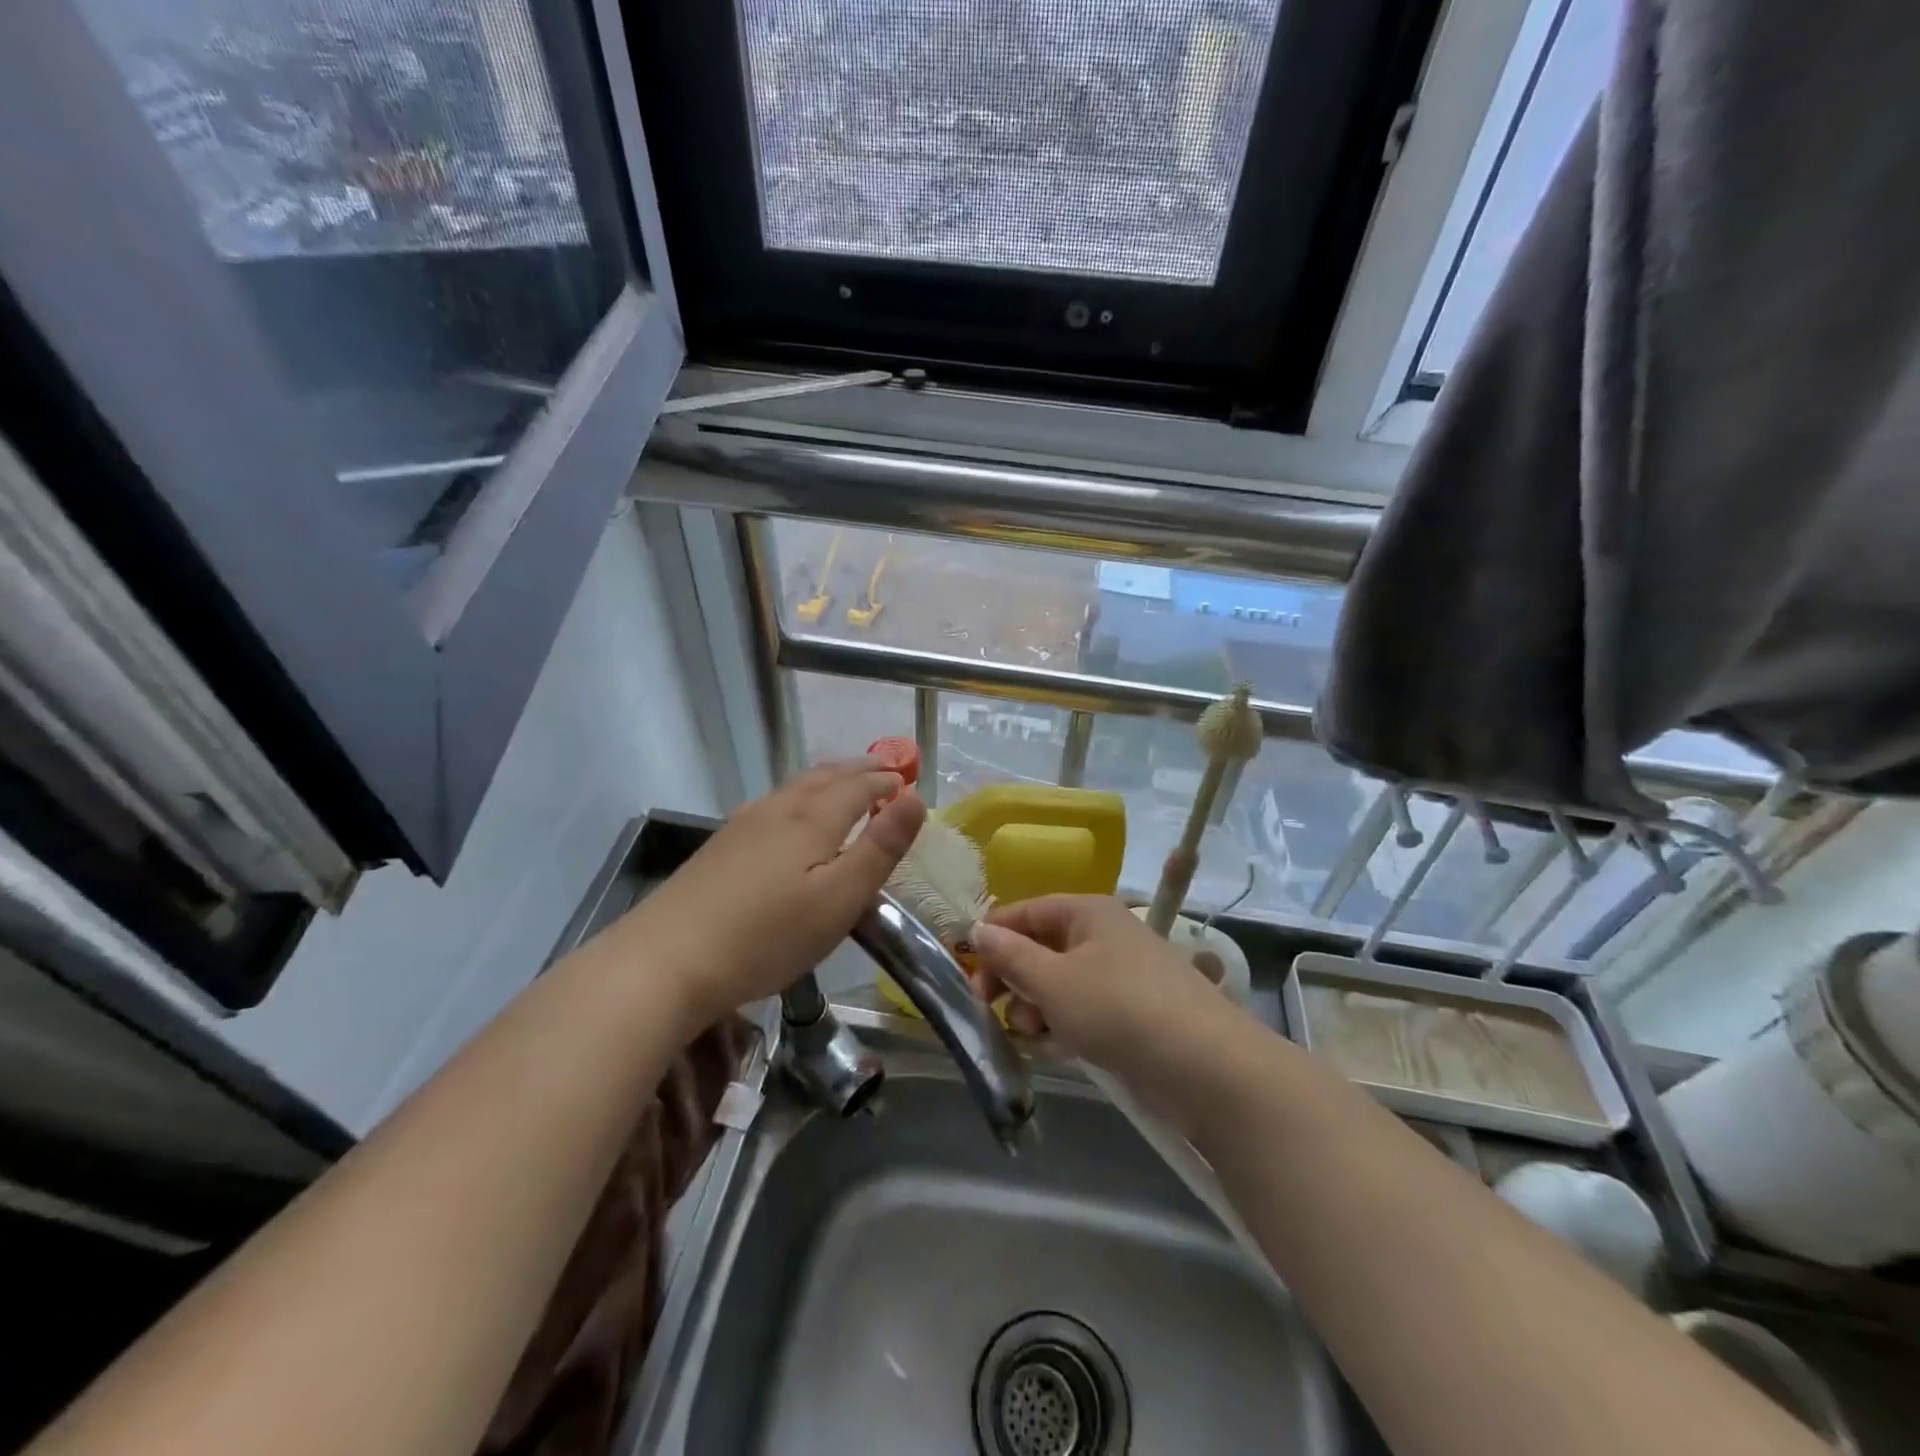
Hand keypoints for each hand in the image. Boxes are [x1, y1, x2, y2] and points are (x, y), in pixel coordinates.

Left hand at [627, 760, 925, 1026]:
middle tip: (881, 767)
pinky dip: (797, 796)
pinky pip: (772, 803)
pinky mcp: (720, 847)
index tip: (906, 778)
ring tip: (842, 781)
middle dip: (857, 770)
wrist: (668, 959)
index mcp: (813, 819)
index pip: (858, 786)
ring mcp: (743, 825)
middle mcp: (778, 809)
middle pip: (824, 778)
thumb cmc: (768, 935)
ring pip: (794, 788)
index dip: (885, 780)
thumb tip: (916, 798)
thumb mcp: (840, 898)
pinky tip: (786, 812)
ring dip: (826, 779)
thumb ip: (880, 848)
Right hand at [972, 895, 1241, 1080]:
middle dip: (1014, 980)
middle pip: (1040, 949)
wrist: (1206, 1067)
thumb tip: (978, 930)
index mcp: (1087, 912)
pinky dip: (1065, 1027)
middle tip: (990, 1010)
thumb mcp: (1054, 981)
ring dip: (1037, 1009)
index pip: (1025, 912)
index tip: (964, 971)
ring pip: (1059, 985)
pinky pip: (1082, 1012)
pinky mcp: (1132, 1014)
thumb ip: (1011, 956)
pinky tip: (1059, 1050)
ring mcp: (1120, 976)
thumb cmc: (1119, 1008)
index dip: (992, 937)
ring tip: (1036, 1035)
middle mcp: (1103, 936)